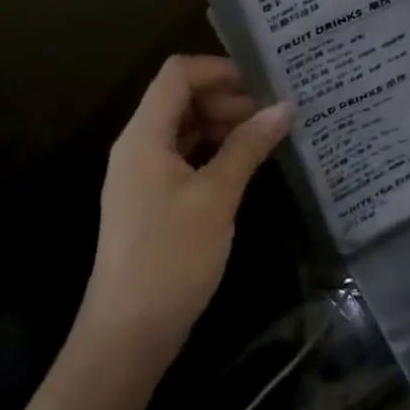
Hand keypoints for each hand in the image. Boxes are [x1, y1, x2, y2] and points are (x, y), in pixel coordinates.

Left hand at [70, 56, 290, 396]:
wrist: (125, 340)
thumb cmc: (169, 259)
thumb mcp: (216, 197)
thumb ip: (248, 146)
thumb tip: (284, 107)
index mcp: (144, 136)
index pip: (178, 74)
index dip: (219, 69)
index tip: (261, 82)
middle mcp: (139, 146)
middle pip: (182, 97)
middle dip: (228, 97)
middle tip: (273, 112)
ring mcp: (143, 175)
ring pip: (185, 127)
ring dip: (224, 124)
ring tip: (267, 134)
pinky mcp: (152, 200)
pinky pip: (185, 155)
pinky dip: (215, 150)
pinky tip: (246, 163)